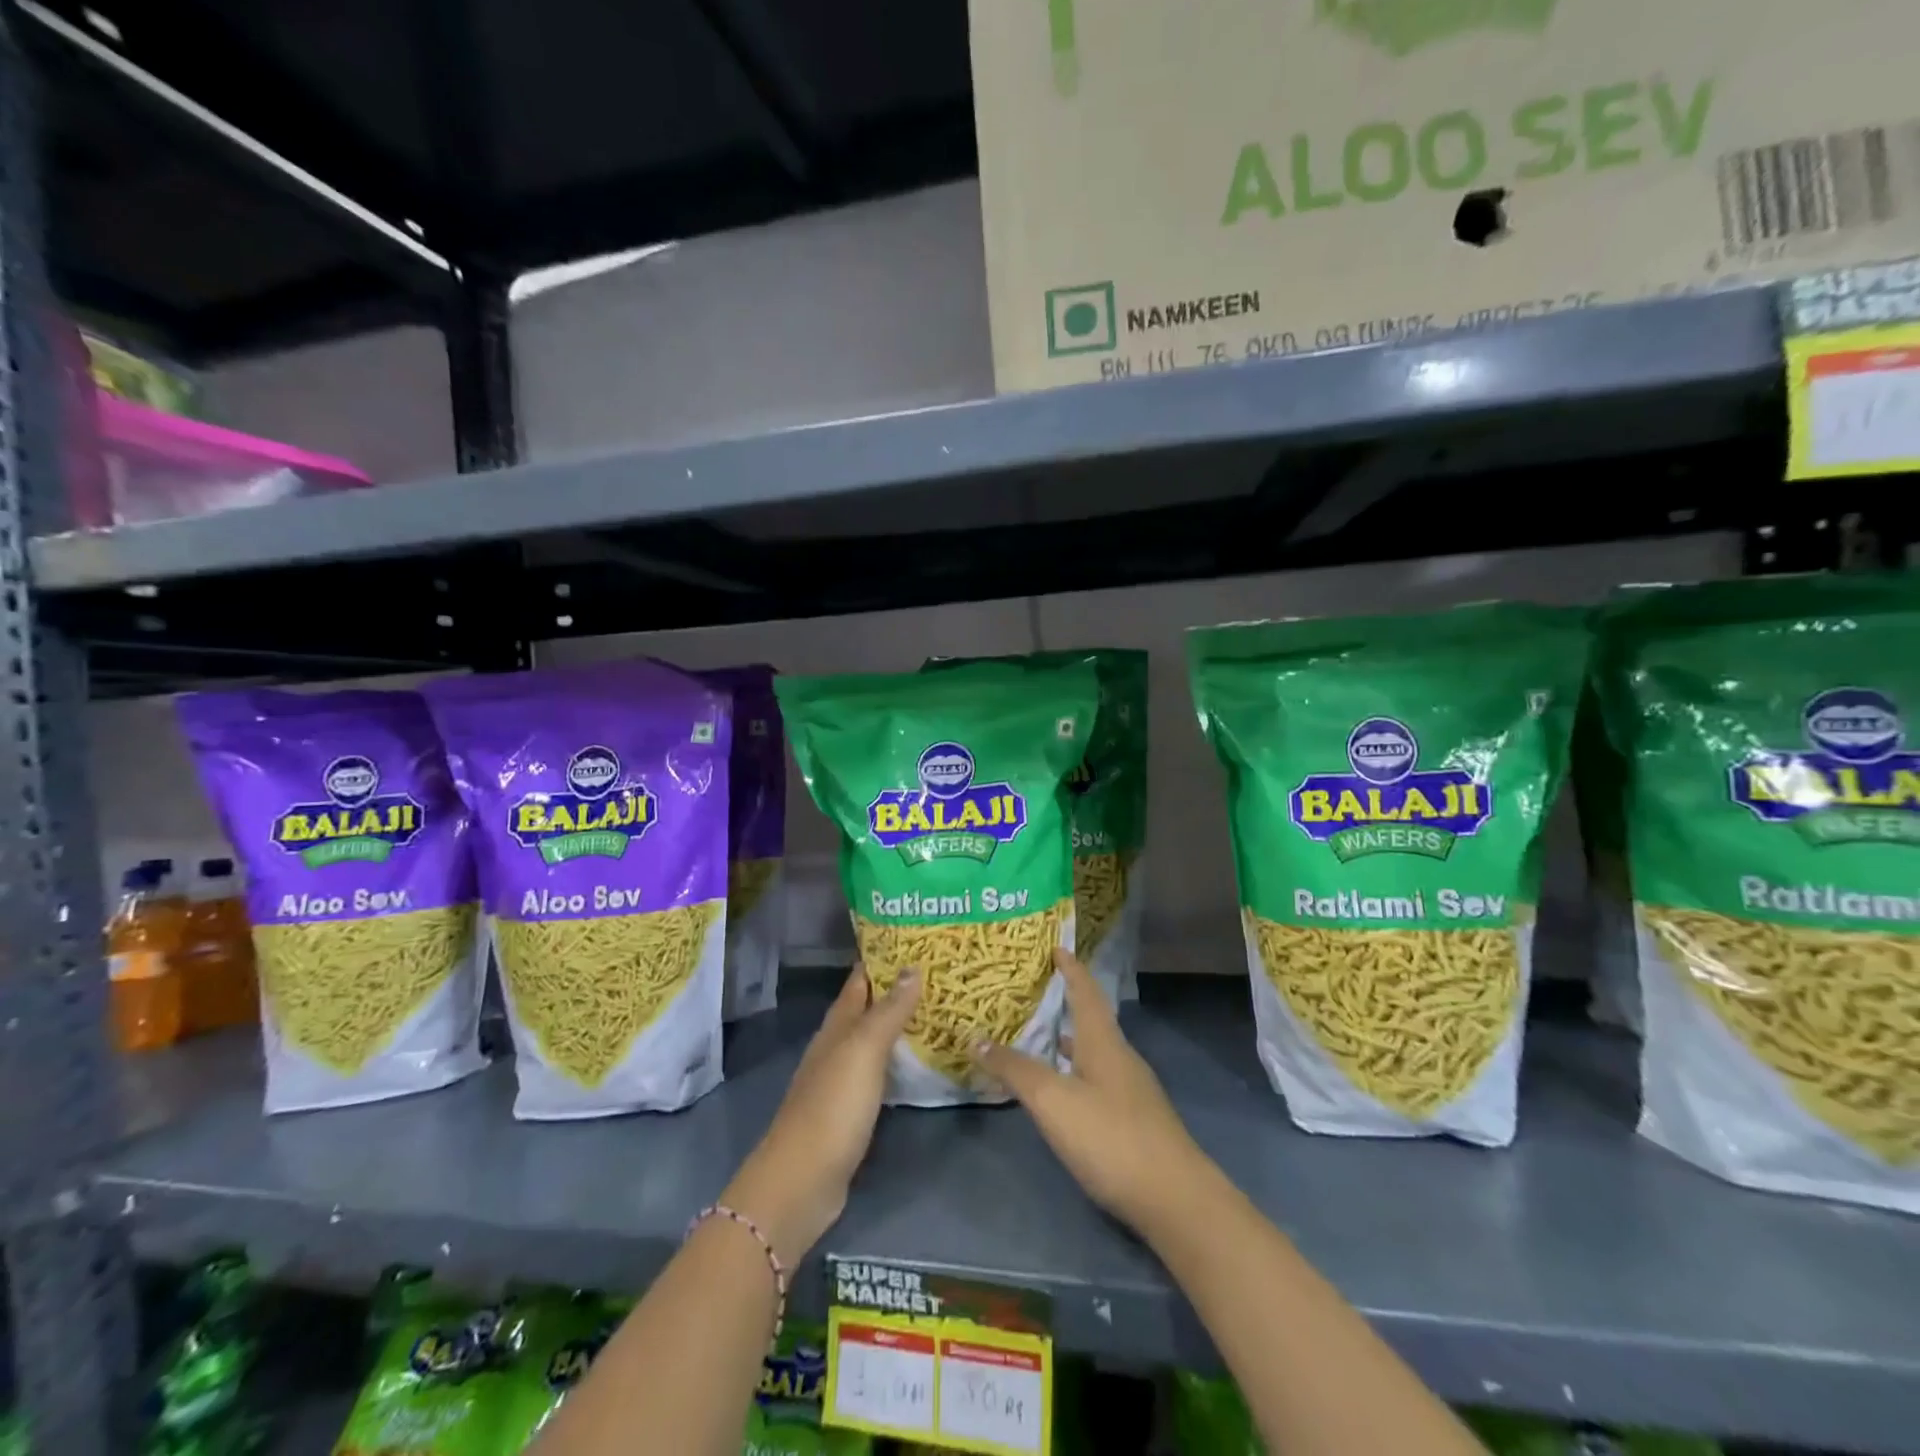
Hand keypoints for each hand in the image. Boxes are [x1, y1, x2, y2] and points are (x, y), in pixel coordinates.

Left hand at [722, 964, 919, 1264]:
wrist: (801, 1182)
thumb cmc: (832, 1107)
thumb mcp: (863, 1051)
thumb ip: (888, 1011)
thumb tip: (912, 966)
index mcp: (837, 1026)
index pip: (860, 979)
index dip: (883, 957)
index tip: (916, 938)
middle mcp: (838, 1046)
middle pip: (869, 1007)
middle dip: (898, 988)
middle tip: (940, 971)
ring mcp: (843, 1080)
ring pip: (875, 1039)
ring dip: (901, 1023)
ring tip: (940, 1008)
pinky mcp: (853, 1111)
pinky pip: (881, 1072)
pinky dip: (900, 1059)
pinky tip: (922, 1060)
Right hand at [971, 949, 1215, 1239]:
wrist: (1175, 1199)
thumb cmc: (1111, 1137)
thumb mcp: (1053, 1101)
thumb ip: (1016, 1070)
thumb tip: (976, 1038)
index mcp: (1103, 1042)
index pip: (1085, 991)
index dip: (1070, 967)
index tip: (1057, 945)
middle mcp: (1120, 1057)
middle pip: (1092, 1018)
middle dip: (1067, 1001)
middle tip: (1037, 990)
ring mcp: (1132, 1090)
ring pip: (1095, 1051)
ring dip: (1071, 1039)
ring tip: (1043, 1035)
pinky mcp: (1135, 1120)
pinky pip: (1099, 1078)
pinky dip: (1077, 1070)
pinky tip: (1065, 1090)